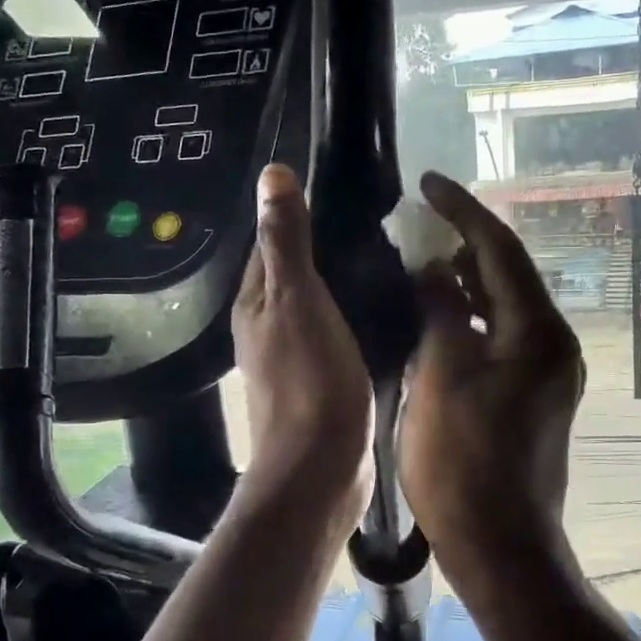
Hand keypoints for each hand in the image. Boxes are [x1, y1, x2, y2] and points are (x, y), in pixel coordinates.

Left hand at [233, 165, 372, 506]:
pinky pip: (334, 336)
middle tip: (375, 223)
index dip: (295, 217)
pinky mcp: (319, 384)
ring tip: (385, 259)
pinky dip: (351, 319)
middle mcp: (265, 329)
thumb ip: (286, 241)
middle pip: (291, 276)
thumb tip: (271, 174)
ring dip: (339, 286)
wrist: (321, 467)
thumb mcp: (298, 299)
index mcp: (254, 304)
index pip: (268, 245)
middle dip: (322, 250)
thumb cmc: (310, 379)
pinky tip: (381, 312)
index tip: (337, 192)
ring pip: (314, 307)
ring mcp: (292, 360)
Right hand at [399, 173, 584, 571]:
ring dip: (467, 282)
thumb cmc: (464, 461)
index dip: (462, 211)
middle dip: (465, 244)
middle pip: (507, 275)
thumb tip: (433, 267)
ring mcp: (547, 373)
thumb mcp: (442, 375)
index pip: (500, 249)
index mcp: (537, 331)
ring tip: (422, 260)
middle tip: (419, 222)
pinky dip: (471, 319)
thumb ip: (440, 310)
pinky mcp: (533, 397)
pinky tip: (439, 316)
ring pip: (504, 308)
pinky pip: (501, 339)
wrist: (500, 545)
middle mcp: (553, 344)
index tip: (427, 183)